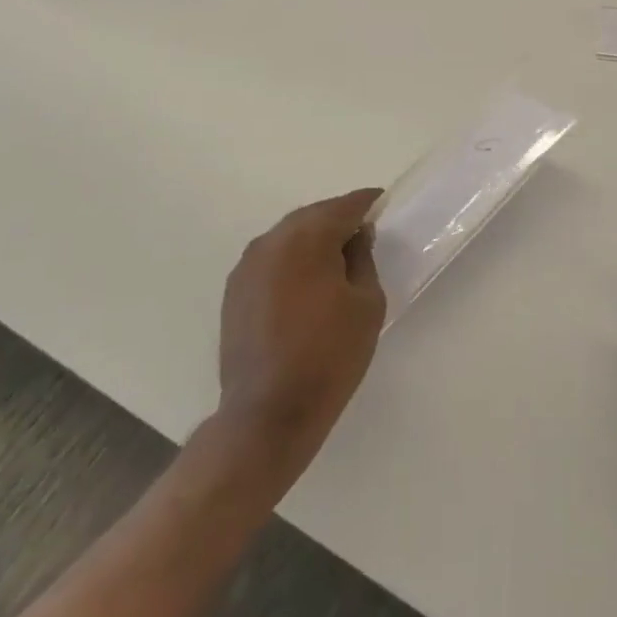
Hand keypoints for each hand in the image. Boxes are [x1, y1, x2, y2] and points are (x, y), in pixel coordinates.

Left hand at [216, 188, 386, 479]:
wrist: (268, 413)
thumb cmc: (329, 355)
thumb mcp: (367, 304)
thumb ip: (363, 259)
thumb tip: (356, 237)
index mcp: (308, 238)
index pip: (344, 206)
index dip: (367, 203)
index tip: (382, 204)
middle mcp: (272, 241)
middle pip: (313, 216)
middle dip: (338, 220)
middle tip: (362, 233)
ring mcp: (248, 266)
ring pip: (288, 237)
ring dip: (312, 240)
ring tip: (336, 260)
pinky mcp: (235, 291)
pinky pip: (271, 259)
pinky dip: (292, 261)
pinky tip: (306, 283)